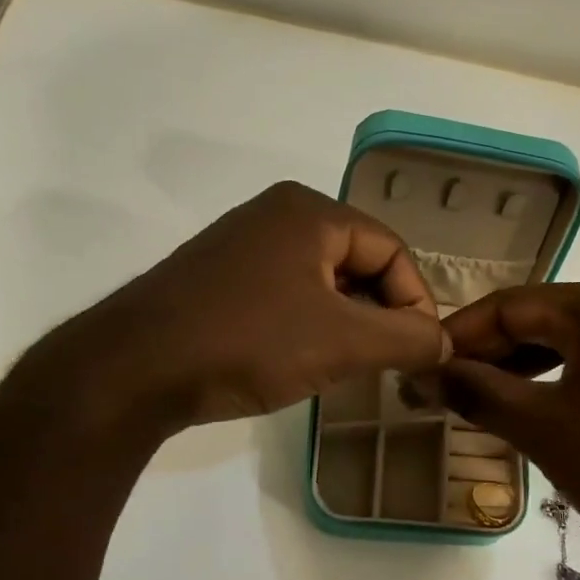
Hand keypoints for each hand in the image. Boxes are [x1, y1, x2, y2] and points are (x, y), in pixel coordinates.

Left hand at [18, 182, 448, 437]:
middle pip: (358, 262)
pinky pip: (286, 294)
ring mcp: (241, 245)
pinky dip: (308, 325)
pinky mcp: (217, 279)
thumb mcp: (342, 342)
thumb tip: (444, 342)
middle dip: (380, 314)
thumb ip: (406, 338)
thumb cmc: (248, 342)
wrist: (134, 368)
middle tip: (384, 363)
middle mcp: (276, 215)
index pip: (392, 250)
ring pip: (322, 282)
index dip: (416, 302)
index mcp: (310, 212)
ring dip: (346, 323)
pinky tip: (301, 360)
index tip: (419, 353)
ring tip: (346, 367)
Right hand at [431, 280, 579, 579]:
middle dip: (488, 354)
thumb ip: (478, 392)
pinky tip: (533, 410)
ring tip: (479, 403)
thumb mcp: (543, 428)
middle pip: (539, 319)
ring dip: (520, 370)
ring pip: (568, 342)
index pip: (509, 305)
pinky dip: (558, 381)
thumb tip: (425, 370)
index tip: (420, 367)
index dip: (458, 335)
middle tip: (443, 390)